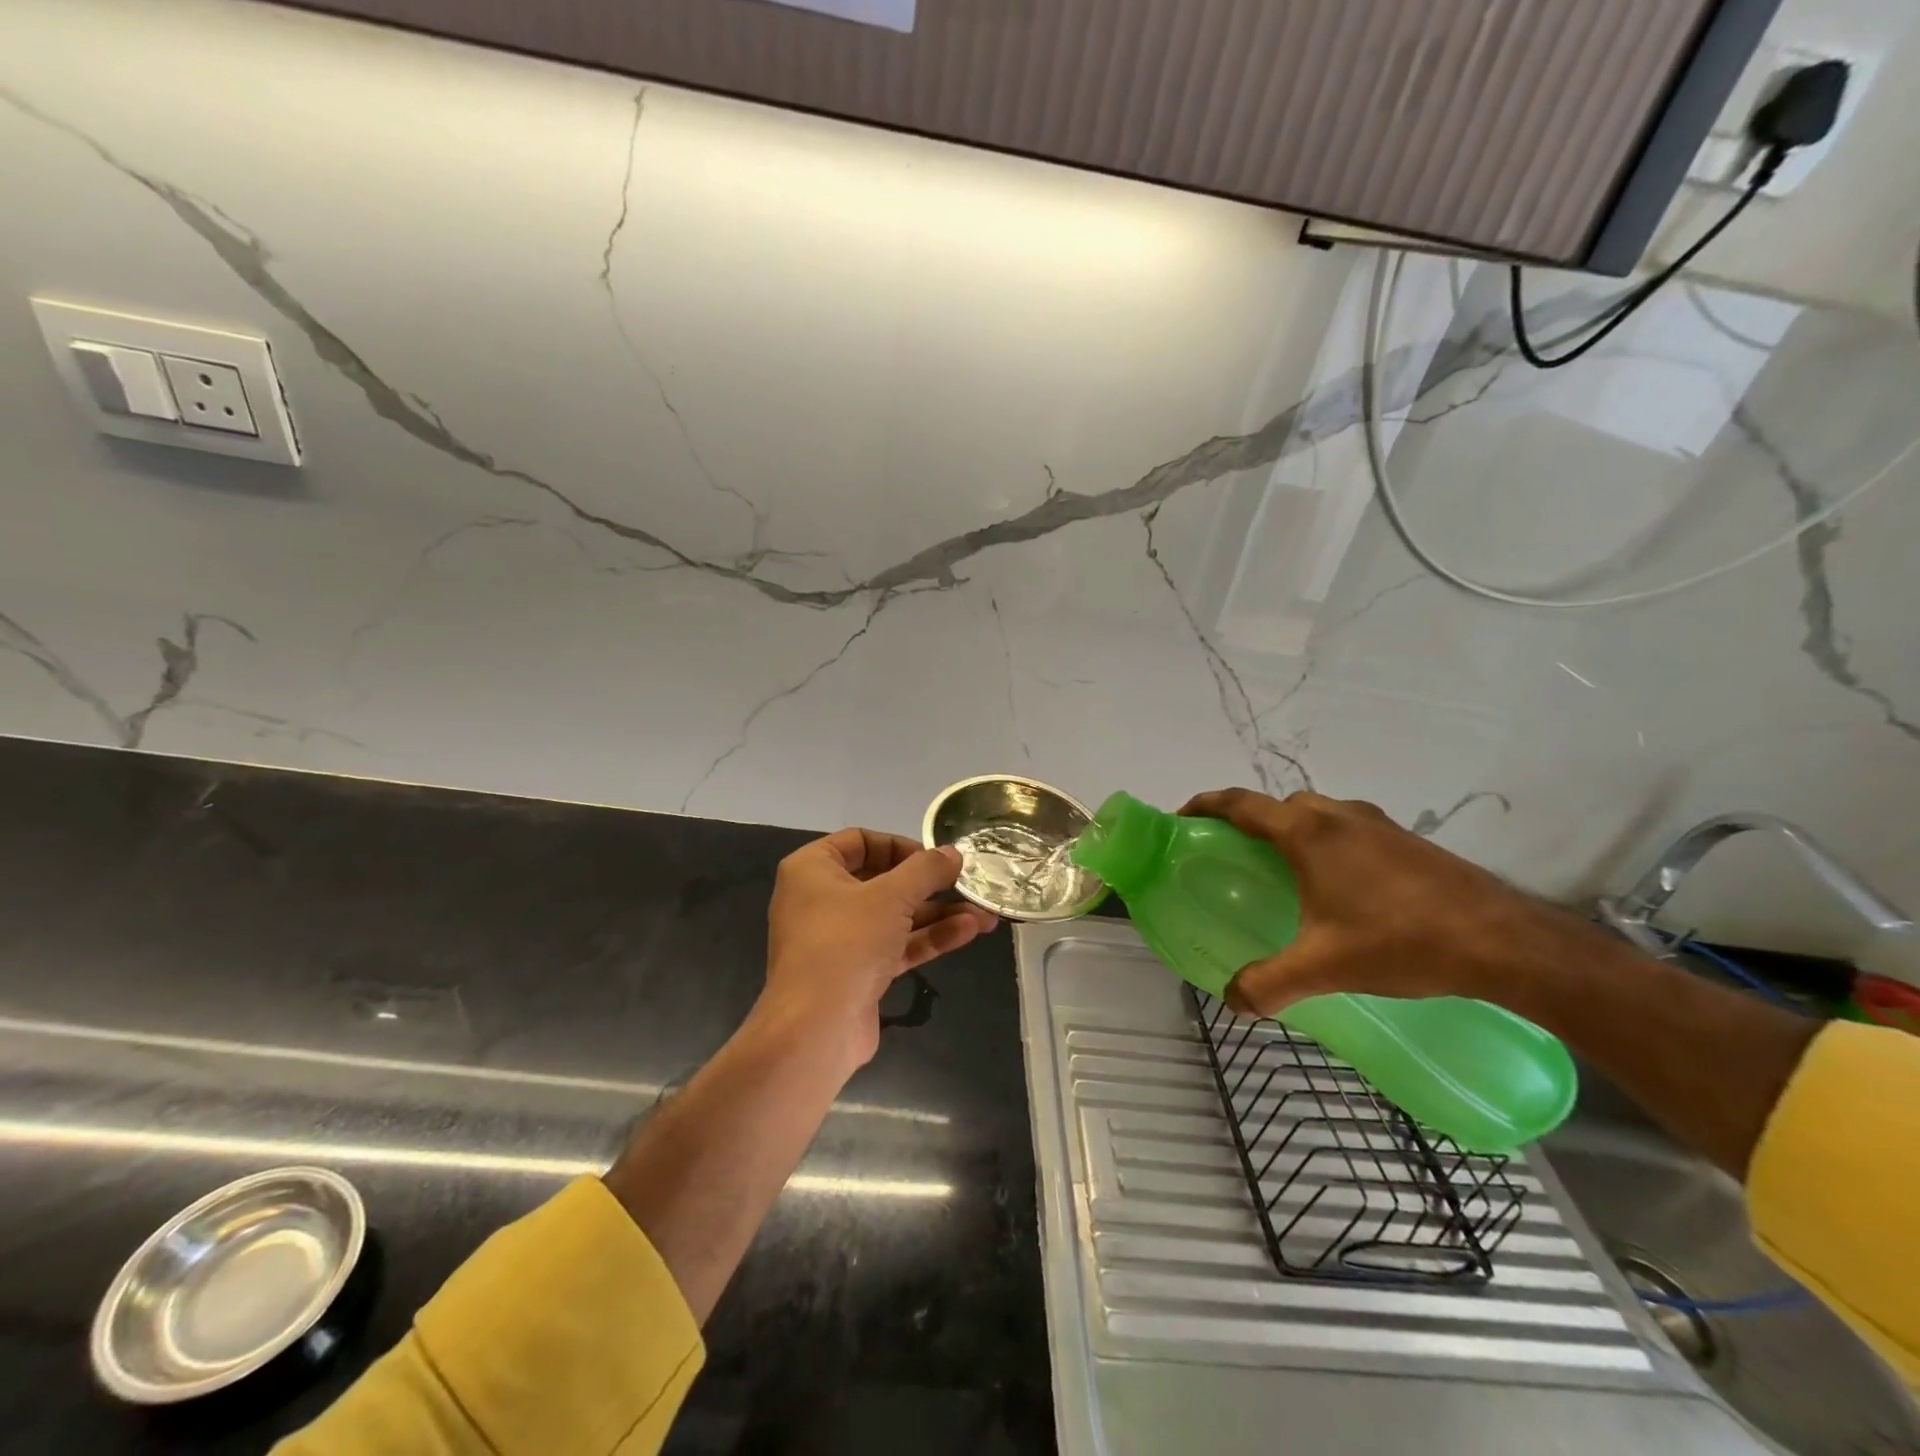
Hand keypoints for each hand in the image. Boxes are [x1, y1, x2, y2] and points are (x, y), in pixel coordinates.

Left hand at [757, 828, 997, 1072]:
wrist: (815, 1030)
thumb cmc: (845, 943)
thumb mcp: (891, 896)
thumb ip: (926, 870)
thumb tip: (954, 853)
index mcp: (813, 869)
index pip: (859, 841)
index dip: (900, 845)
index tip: (935, 858)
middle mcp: (822, 899)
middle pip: (882, 880)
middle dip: (929, 884)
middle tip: (966, 883)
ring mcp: (840, 939)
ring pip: (894, 916)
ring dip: (938, 913)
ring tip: (984, 912)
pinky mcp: (858, 972)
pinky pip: (896, 945)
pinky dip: (929, 937)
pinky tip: (969, 931)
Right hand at [1180, 788, 1599, 1015]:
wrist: (1506, 942)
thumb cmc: (1402, 941)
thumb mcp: (1325, 967)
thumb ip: (1269, 983)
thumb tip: (1231, 1001)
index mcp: (1308, 834)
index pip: (1241, 803)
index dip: (1206, 805)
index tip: (1184, 817)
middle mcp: (1339, 818)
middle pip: (1280, 805)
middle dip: (1251, 821)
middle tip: (1235, 855)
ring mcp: (1379, 826)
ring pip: (1319, 815)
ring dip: (1293, 830)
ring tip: (1286, 873)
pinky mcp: (1408, 842)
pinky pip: (1350, 830)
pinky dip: (1328, 844)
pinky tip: (1341, 889)